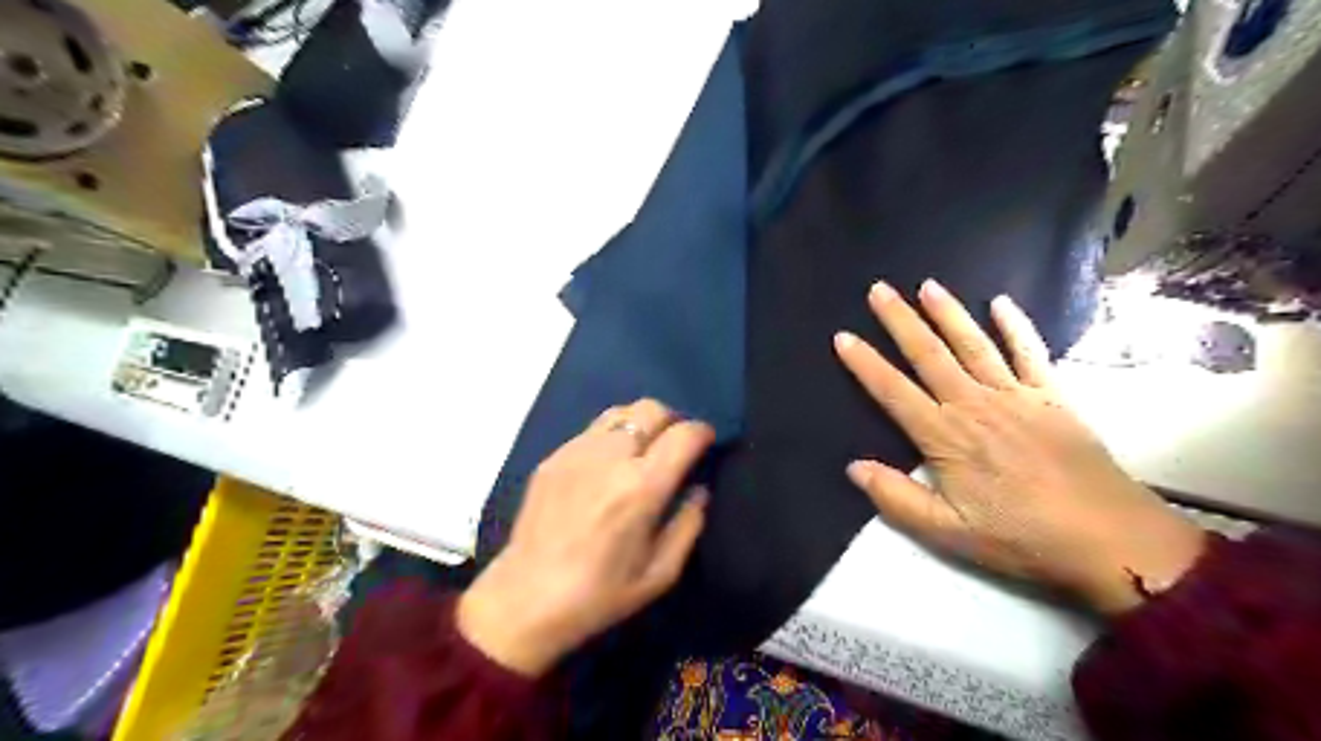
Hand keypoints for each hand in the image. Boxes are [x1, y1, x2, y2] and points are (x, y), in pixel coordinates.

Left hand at [454, 401, 710, 677]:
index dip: (703, 433)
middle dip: (673, 420)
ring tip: (643, 450)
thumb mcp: (660, 574)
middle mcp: (611, 457)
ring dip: (641, 423)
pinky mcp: (553, 457)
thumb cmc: (599, 594)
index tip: (706, 444)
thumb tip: (698, 489)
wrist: (525, 599)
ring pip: (621, 411)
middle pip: (652, 409)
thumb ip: (688, 525)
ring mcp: (576, 452)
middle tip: (675, 445)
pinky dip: (612, 436)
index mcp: (642, 487)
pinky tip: (608, 466)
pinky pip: (592, 430)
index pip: (684, 434)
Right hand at [834, 276, 1205, 613]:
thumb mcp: (947, 532)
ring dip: (947, 313)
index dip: (865, 363)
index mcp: (945, 437)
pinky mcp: (1052, 396)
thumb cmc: (1021, 537)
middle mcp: (974, 405)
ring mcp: (1015, 396)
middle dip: (900, 320)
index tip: (843, 336)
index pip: (893, 391)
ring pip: (973, 344)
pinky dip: (1015, 326)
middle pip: (929, 354)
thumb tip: (854, 467)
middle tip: (878, 290)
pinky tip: (1001, 303)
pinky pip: (1030, 353)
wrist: (1109, 539)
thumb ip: (896, 498)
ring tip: (927, 285)